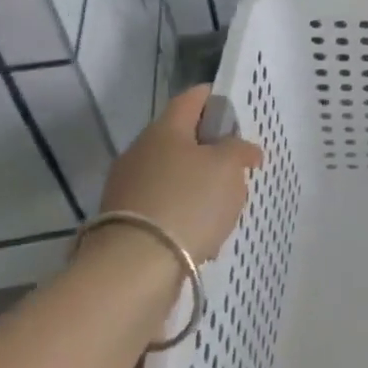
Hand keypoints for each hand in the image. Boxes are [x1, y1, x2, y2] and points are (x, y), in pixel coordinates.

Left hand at [101, 86, 263, 260]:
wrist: (134, 268)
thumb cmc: (189, 202)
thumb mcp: (228, 167)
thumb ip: (239, 150)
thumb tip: (243, 149)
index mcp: (165, 129)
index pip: (192, 98)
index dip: (216, 98)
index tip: (236, 109)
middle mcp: (140, 152)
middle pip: (181, 138)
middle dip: (210, 148)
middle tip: (237, 163)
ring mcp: (127, 188)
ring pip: (173, 174)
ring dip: (198, 184)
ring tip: (224, 205)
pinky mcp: (124, 222)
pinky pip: (163, 206)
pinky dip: (184, 213)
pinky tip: (202, 233)